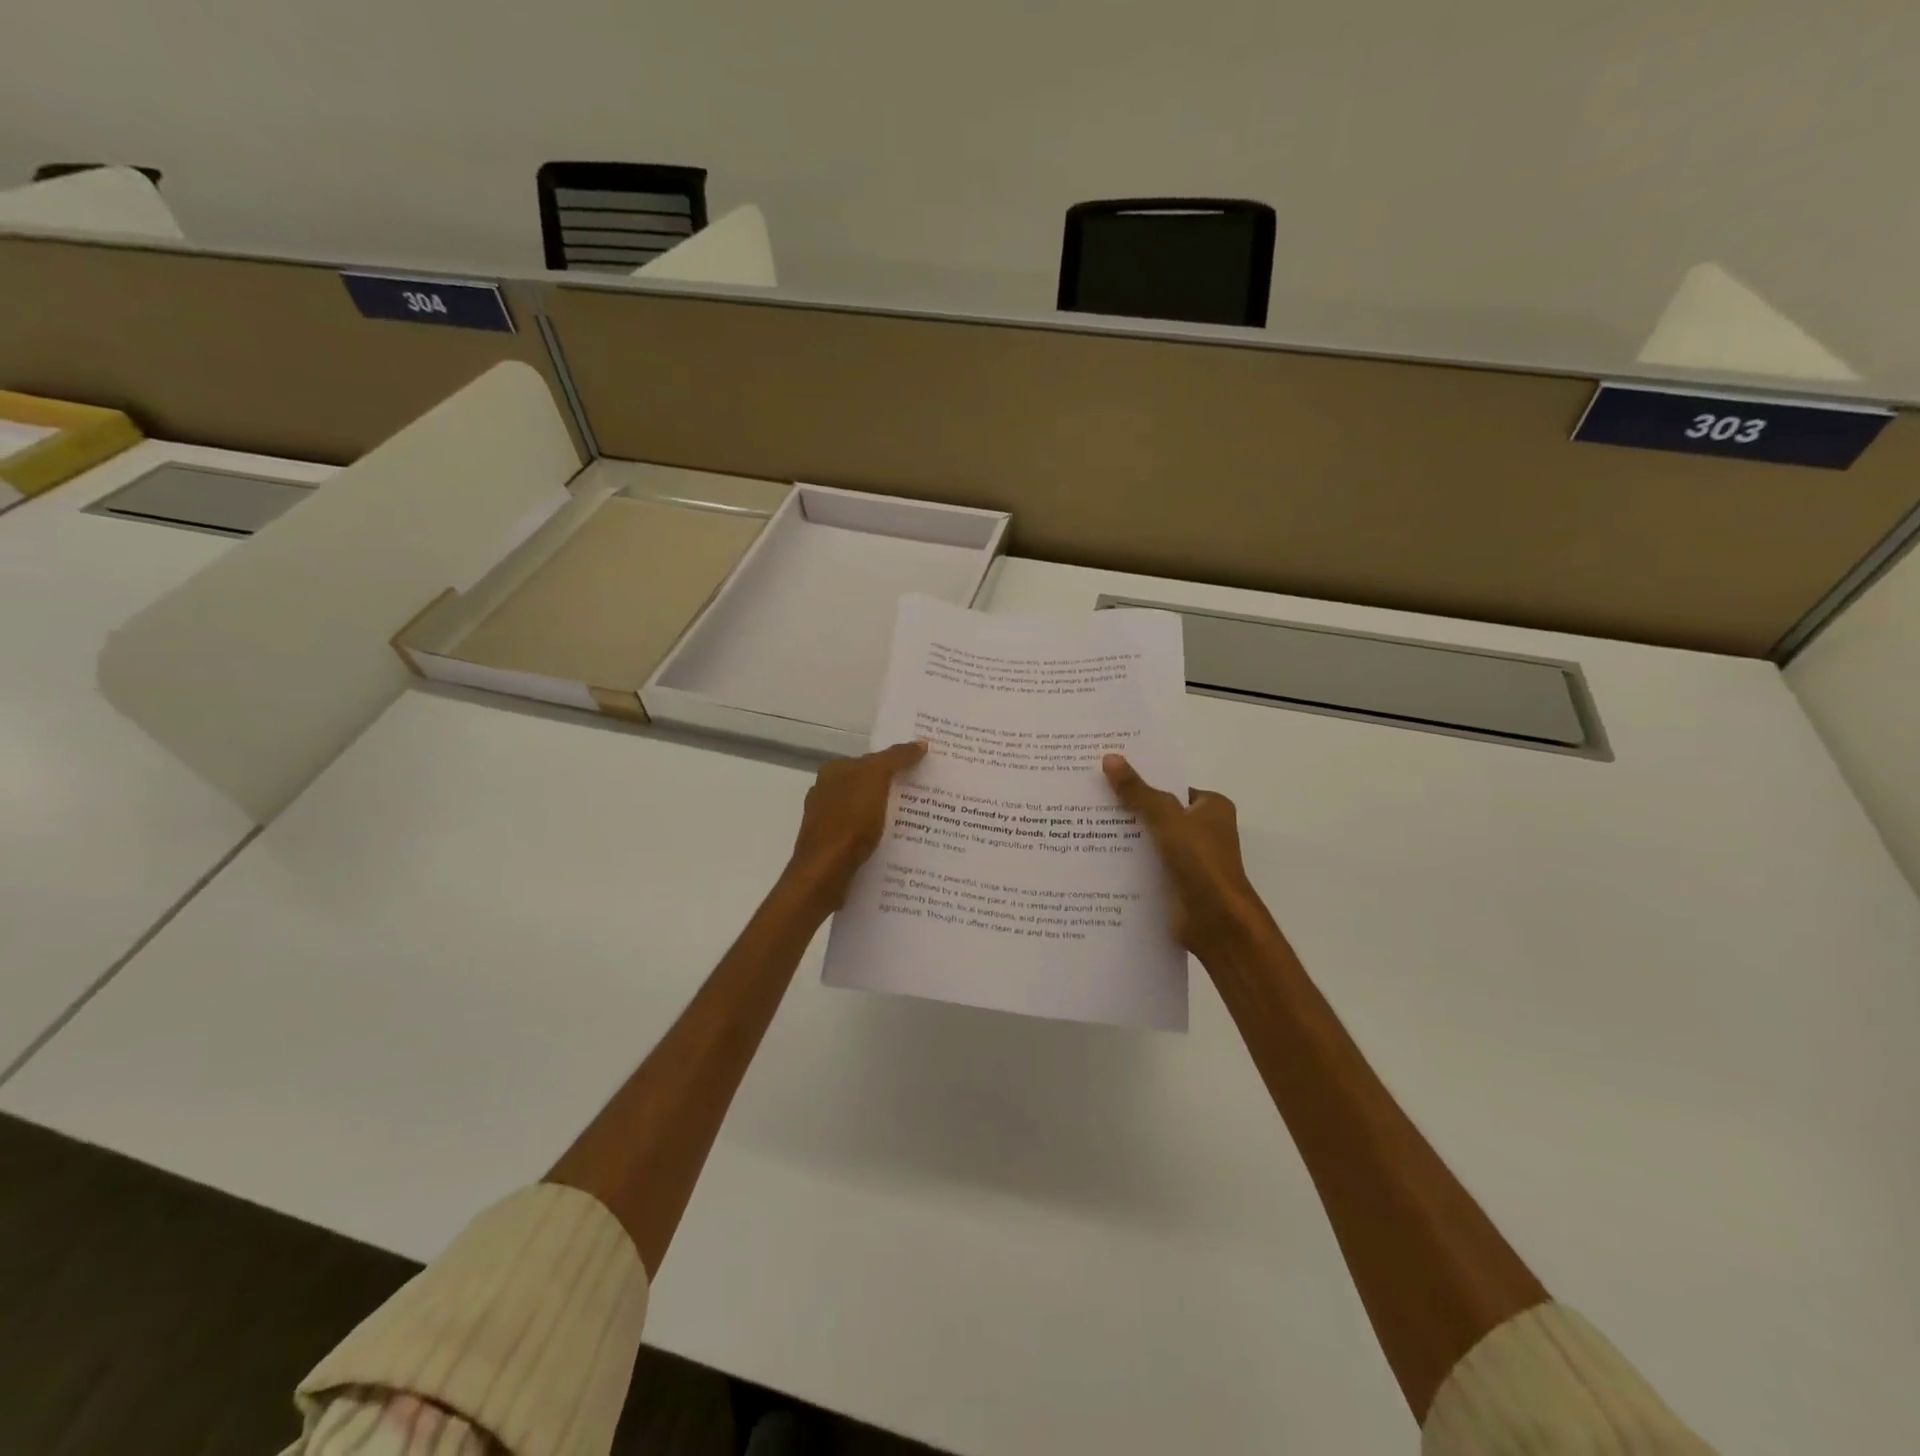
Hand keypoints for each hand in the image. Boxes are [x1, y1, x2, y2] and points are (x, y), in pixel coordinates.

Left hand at [785, 740, 928, 911]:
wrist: (825, 872)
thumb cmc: (849, 821)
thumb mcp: (876, 779)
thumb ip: (896, 758)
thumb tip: (920, 743)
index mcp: (833, 771)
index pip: (871, 760)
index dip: (896, 763)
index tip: (922, 771)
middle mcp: (825, 792)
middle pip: (868, 786)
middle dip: (893, 790)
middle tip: (927, 798)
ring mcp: (826, 821)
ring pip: (865, 812)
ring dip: (887, 816)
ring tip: (918, 824)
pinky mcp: (832, 848)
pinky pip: (862, 836)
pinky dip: (878, 838)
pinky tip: (896, 846)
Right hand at [1103, 754, 1273, 957]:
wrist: (1216, 921)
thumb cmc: (1200, 861)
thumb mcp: (1165, 818)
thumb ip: (1137, 791)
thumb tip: (1110, 758)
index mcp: (1212, 808)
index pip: (1172, 786)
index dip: (1143, 780)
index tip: (1108, 775)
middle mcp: (1203, 831)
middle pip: (1158, 813)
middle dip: (1128, 809)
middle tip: (1088, 797)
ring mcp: (1189, 859)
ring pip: (1150, 841)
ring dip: (1124, 838)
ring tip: (1082, 825)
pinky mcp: (1175, 883)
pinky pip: (1146, 866)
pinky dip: (1127, 863)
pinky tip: (1095, 857)